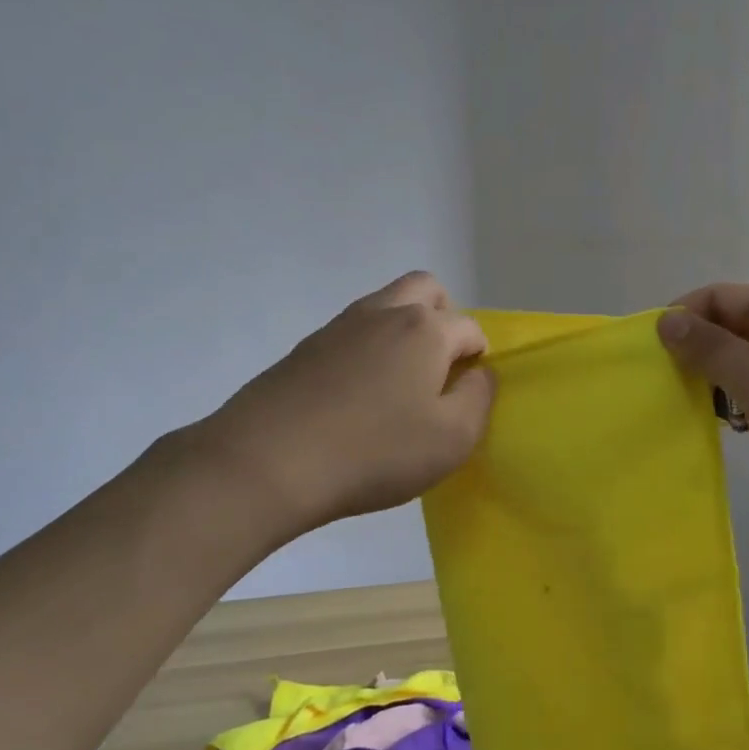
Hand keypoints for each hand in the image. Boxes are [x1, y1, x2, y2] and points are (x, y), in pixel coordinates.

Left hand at [198, 272, 493, 536]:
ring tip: (396, 384)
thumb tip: (478, 374)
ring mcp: (339, 326)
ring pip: (384, 304)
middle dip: (443, 317)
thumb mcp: (452, 439)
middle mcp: (383, 312)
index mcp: (425, 329)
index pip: (469, 327)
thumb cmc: (375, 451)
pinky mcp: (305, 347)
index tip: (465, 394)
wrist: (269, 461)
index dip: (478, 357)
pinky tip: (356, 395)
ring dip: (402, 329)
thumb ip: (478, 399)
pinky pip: (351, 332)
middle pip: (425, 288)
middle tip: (437, 367)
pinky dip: (366, 349)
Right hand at [658, 284, 748, 550]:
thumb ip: (710, 349)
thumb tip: (665, 321)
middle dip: (695, 352)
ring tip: (688, 409)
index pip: (719, 296)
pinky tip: (729, 429)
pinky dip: (740, 406)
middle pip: (730, 327)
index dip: (682, 317)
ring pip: (743, 364)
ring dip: (715, 382)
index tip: (648, 354)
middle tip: (661, 385)